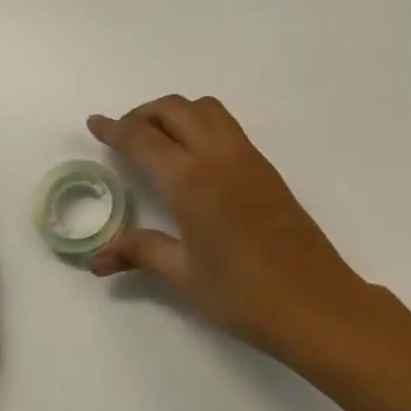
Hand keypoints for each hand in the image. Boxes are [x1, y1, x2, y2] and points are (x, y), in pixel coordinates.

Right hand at [87, 96, 373, 359]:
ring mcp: (247, 157)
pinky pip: (227, 126)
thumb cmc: (243, 294)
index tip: (95, 123)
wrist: (315, 301)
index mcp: (191, 180)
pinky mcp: (267, 167)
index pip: (143, 138)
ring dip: (177, 112)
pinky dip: (202, 124)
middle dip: (144, 114)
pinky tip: (194, 158)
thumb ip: (141, 252)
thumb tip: (97, 260)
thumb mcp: (185, 275)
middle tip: (124, 136)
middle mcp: (218, 156)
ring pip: (206, 109)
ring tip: (159, 140)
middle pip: (175, 109)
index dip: (115, 128)